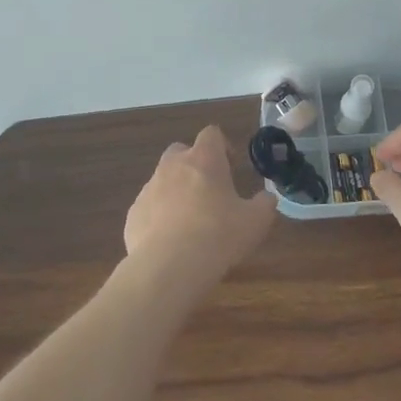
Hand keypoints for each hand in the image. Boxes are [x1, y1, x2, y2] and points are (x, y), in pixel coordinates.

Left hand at [124, 125, 275, 288]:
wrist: (168, 267)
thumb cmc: (218, 236)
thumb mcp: (255, 222)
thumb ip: (264, 204)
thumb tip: (267, 198)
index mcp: (204, 159)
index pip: (211, 134)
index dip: (222, 146)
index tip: (231, 167)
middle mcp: (173, 166)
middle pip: (181, 151)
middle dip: (194, 165)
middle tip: (209, 191)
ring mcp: (149, 188)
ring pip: (163, 180)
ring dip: (176, 192)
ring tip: (190, 222)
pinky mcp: (133, 214)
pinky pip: (149, 207)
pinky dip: (159, 217)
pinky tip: (170, 242)